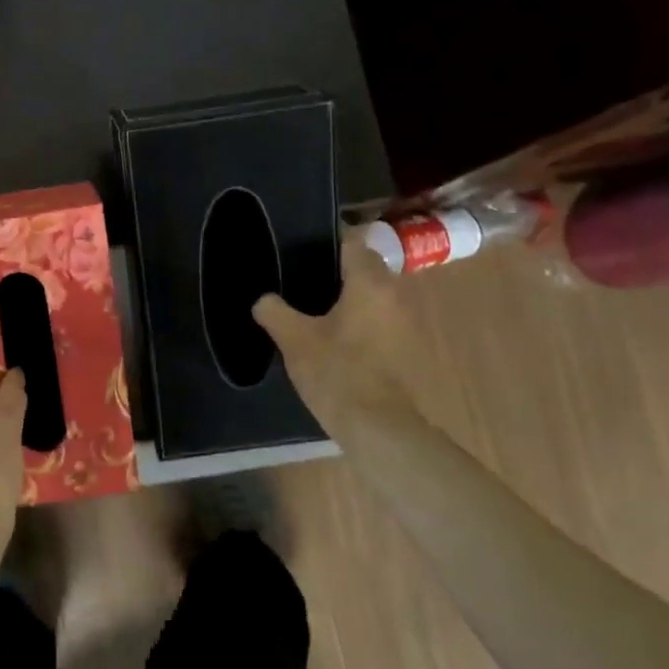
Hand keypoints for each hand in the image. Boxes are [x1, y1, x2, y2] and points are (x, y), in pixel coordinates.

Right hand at [253, 240, 418, 439]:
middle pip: (365, 269)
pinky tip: (331, 337)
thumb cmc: (337, 372)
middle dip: (335, 271)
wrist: (380, 428)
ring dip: (347, 298)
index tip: (300, 246)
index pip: (353, 243)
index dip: (327, 240)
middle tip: (298, 278)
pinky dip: (357, 321)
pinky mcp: (405, 349)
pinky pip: (378, 321)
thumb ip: (274, 312)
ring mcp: (405, 324)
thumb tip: (263, 300)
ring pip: (372, 297)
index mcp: (370, 283)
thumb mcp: (294, 339)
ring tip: (310, 307)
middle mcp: (394, 296)